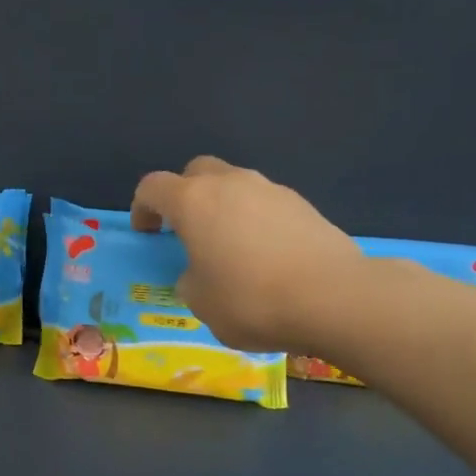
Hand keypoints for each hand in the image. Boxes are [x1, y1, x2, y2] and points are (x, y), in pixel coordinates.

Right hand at [130, 157, 363, 352]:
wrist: (332, 298)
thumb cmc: (250, 300)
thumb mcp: (200, 302)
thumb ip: (190, 280)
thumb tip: (200, 273)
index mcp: (193, 202)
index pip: (152, 187)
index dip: (142, 208)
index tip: (148, 234)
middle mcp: (230, 183)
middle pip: (196, 172)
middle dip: (184, 195)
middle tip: (187, 231)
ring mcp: (271, 190)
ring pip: (235, 185)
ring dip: (223, 207)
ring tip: (230, 248)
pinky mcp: (304, 204)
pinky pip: (265, 204)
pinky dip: (255, 221)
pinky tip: (265, 256)